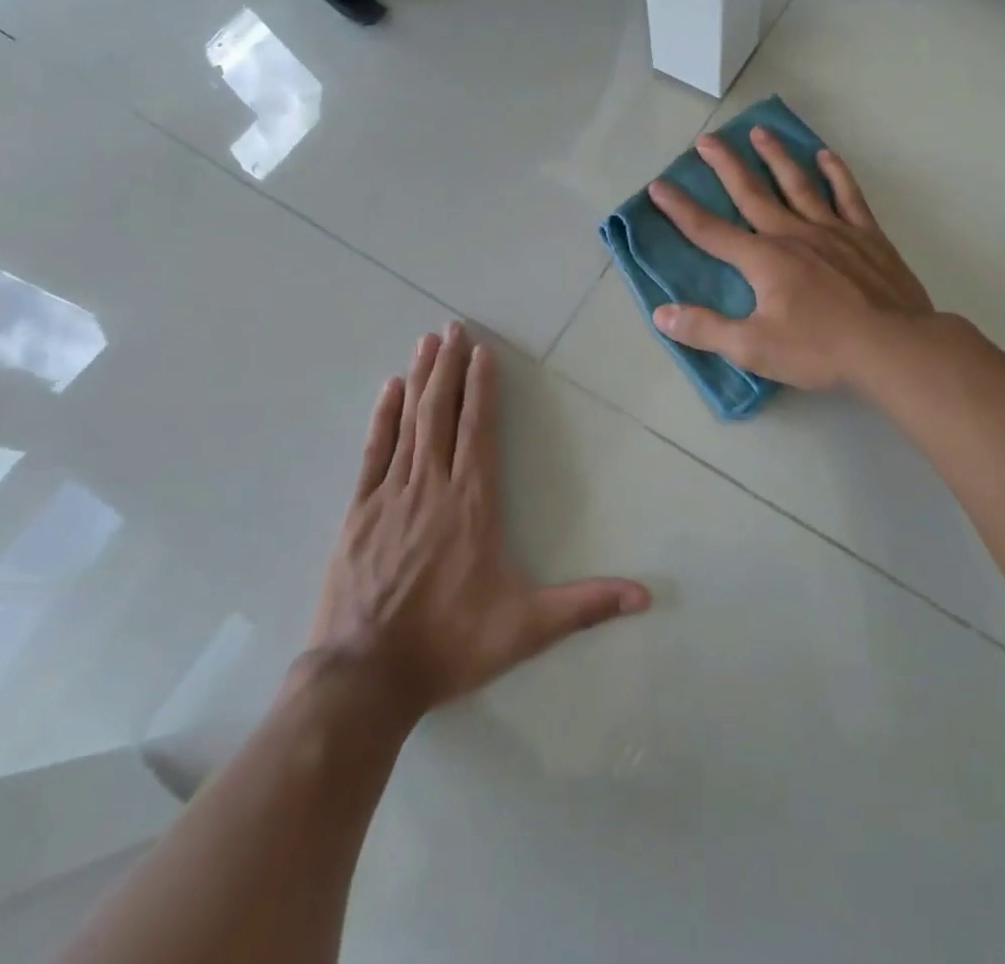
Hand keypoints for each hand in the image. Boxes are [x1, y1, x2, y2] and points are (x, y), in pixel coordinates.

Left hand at [306, 324, 649, 716]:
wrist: (365, 677)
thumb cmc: (450, 644)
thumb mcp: (527, 628)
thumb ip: (585, 606)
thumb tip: (645, 597)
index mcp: (473, 502)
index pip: (479, 429)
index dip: (482, 387)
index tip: (483, 351)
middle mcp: (433, 485)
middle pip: (443, 413)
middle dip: (450, 367)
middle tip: (453, 327)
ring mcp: (391, 495)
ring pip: (409, 423)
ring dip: (420, 379)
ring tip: (427, 342)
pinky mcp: (359, 511)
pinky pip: (374, 451)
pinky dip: (382, 417)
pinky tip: (389, 390)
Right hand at [648, 129, 933, 390]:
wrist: (893, 347)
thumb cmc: (820, 349)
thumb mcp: (754, 348)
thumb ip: (706, 329)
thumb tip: (662, 313)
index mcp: (763, 259)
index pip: (710, 231)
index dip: (680, 209)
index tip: (658, 185)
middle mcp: (793, 234)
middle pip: (751, 193)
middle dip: (726, 166)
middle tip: (707, 140)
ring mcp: (832, 230)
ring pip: (798, 184)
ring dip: (776, 157)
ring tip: (760, 132)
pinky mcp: (866, 236)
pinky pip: (847, 195)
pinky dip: (836, 173)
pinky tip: (826, 156)